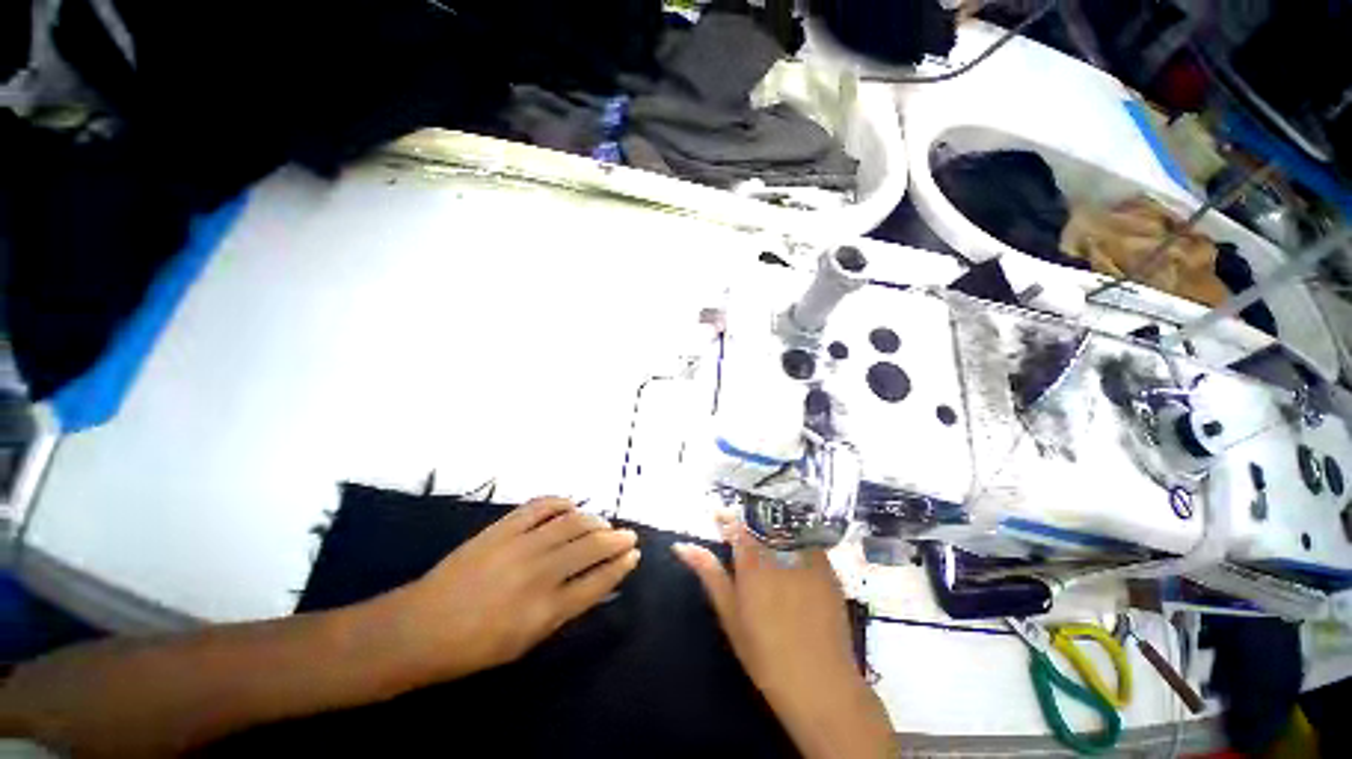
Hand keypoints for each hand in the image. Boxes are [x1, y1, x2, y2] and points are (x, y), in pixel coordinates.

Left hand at [382, 497, 639, 685]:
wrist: (419, 628)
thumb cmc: (473, 648)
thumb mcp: (525, 643)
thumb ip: (563, 611)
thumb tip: (593, 585)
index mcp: (545, 611)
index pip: (598, 581)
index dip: (620, 566)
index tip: (634, 555)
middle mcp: (539, 574)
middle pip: (592, 547)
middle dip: (617, 539)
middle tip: (629, 535)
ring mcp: (521, 546)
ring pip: (572, 523)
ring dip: (595, 521)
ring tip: (604, 524)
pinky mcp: (503, 528)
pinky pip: (541, 506)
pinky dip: (562, 502)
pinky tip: (572, 506)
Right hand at [673, 512, 893, 758]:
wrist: (820, 683)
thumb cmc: (766, 654)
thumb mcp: (730, 614)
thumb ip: (709, 574)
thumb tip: (681, 546)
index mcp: (753, 560)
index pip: (736, 523)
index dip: (725, 518)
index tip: (717, 517)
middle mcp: (780, 550)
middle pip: (760, 521)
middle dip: (747, 522)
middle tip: (739, 533)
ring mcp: (807, 556)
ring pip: (783, 527)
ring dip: (769, 528)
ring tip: (762, 540)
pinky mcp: (827, 566)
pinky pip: (806, 540)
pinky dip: (792, 540)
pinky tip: (790, 556)